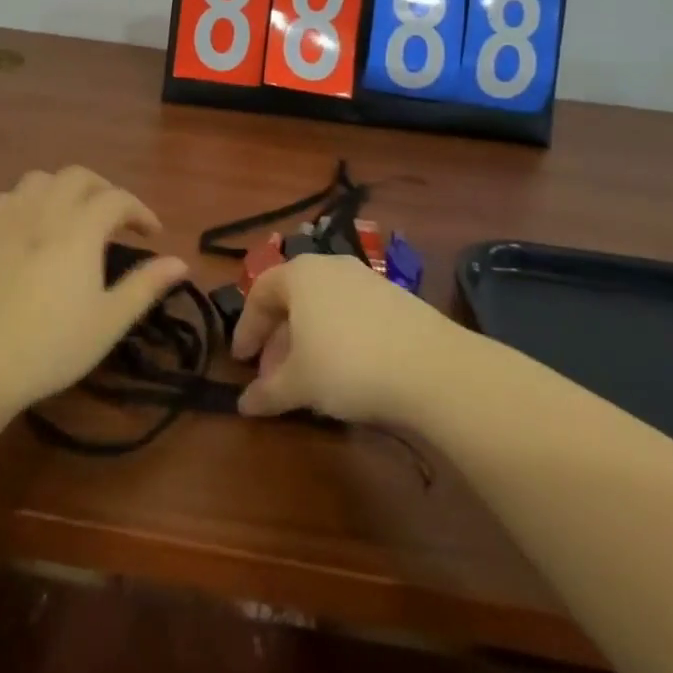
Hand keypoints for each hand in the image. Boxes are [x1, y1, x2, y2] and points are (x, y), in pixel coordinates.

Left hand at [0, 166, 189, 409]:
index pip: (117, 200)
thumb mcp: (109, 321)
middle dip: (104, 189)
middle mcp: (46, 212)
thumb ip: (145, 286)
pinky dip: (26, 199)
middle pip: (78, 177)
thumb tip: (181, 262)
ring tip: (74, 213)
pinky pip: (7, 197)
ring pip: (40, 179)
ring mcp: (10, 220)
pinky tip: (31, 222)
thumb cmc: (52, 346)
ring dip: (64, 188)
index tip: (152, 234)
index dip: (140, 211)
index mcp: (81, 230)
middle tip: (116, 218)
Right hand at [231, 252, 457, 422]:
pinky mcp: (395, 298)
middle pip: (292, 299)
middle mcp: (330, 266)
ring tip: (308, 379)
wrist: (432, 366)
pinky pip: (351, 314)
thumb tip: (243, 405)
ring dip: (308, 341)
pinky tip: (345, 372)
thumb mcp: (299, 384)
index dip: (246, 328)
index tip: (241, 361)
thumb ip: (267, 392)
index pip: (259, 293)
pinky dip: (337, 338)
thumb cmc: (348, 365)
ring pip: (323, 308)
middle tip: (273, 376)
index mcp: (299, 274)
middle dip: (278, 339)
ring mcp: (366, 279)